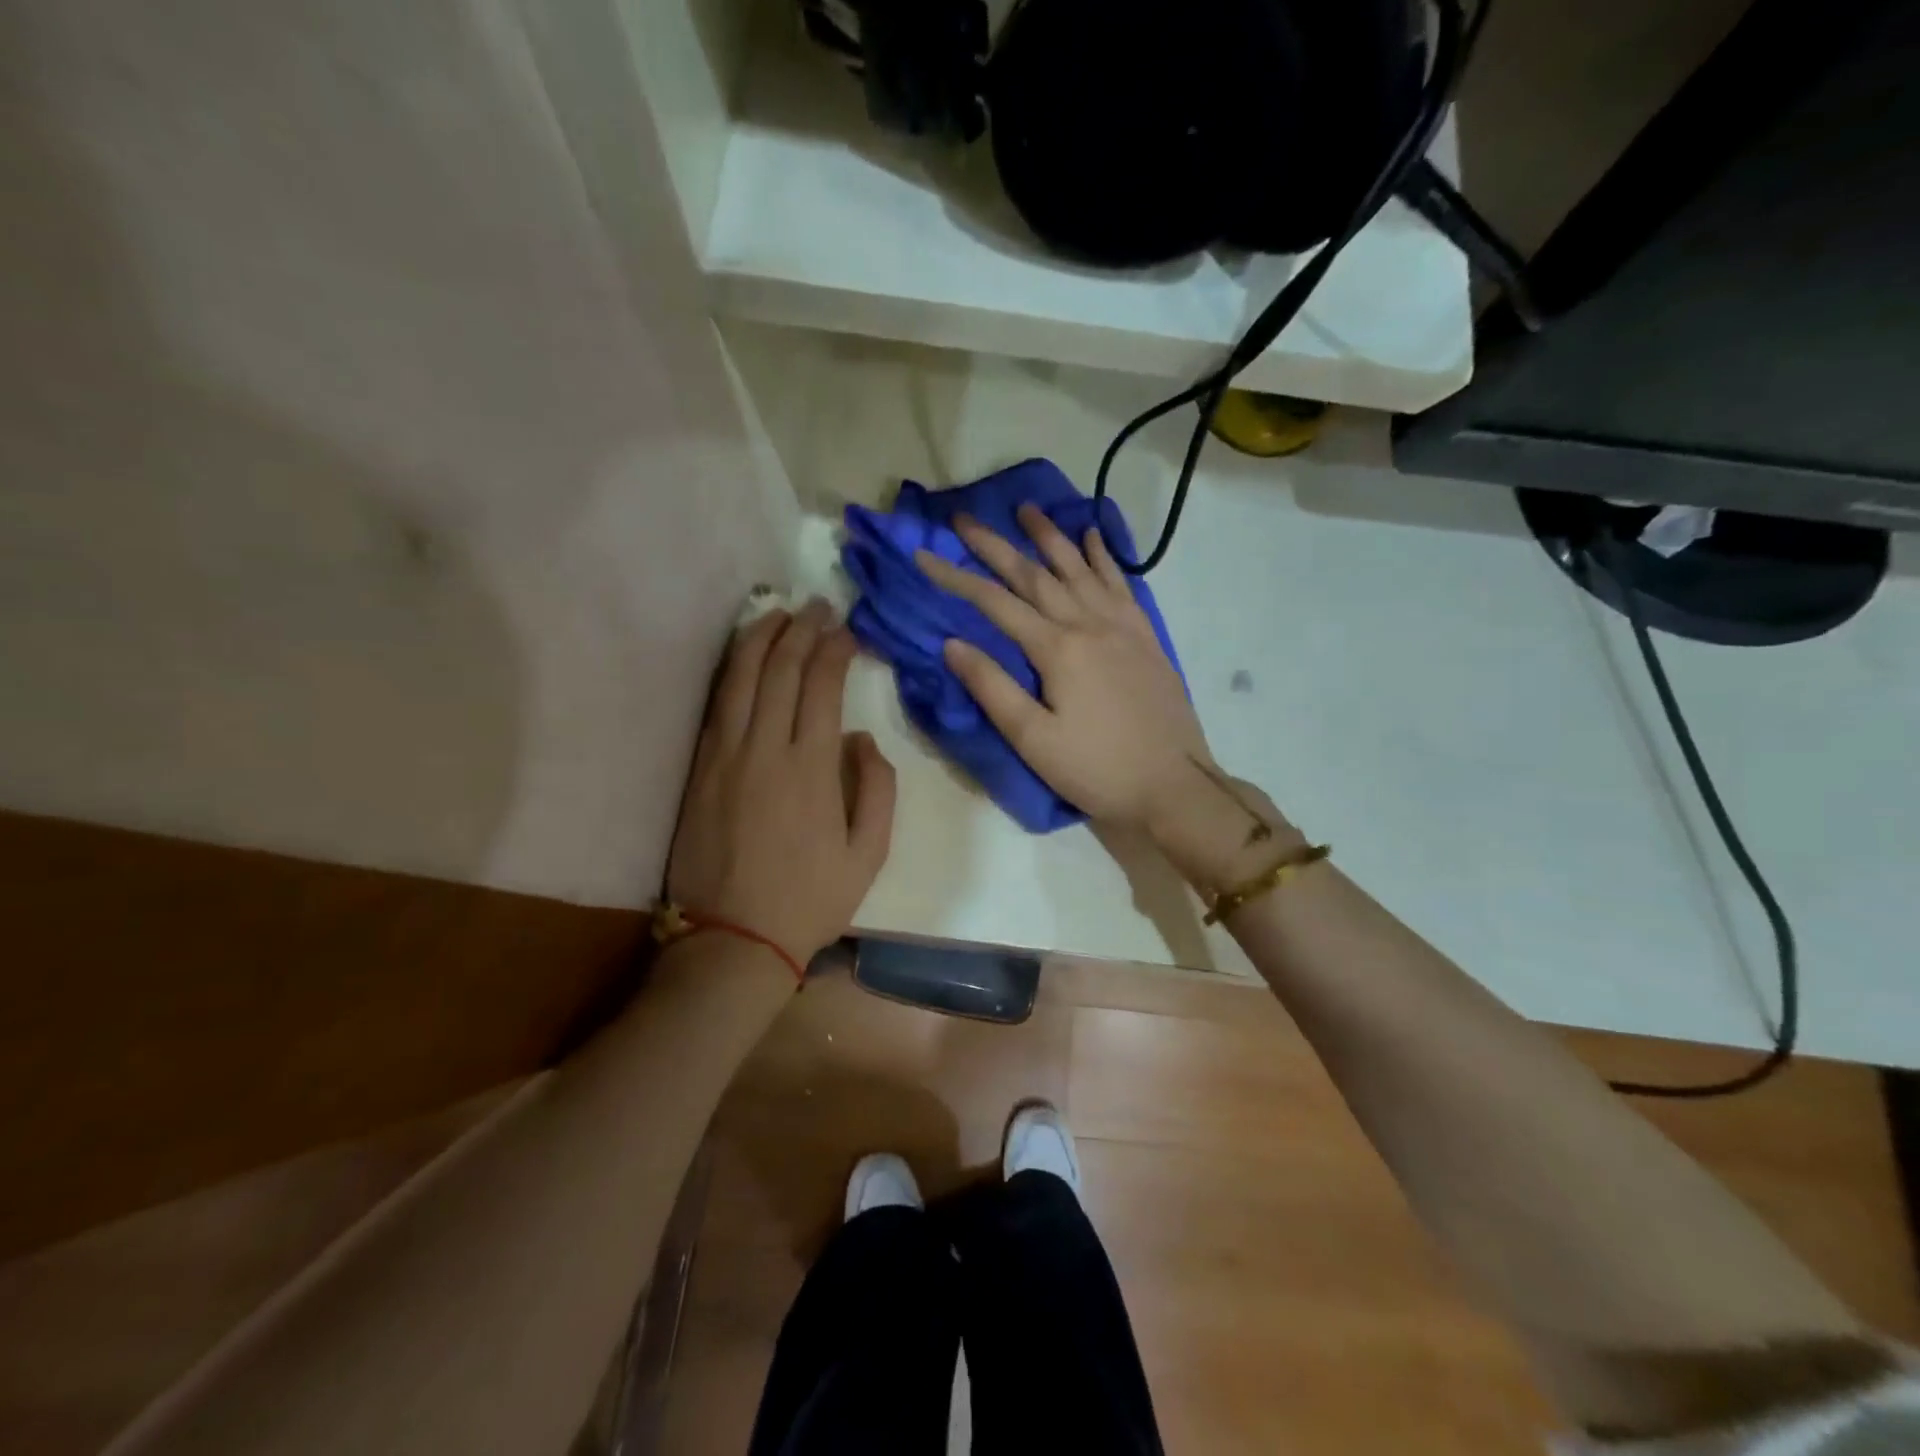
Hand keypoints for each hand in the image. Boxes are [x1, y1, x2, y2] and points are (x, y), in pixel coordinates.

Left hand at [667, 601, 896, 969]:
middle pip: (781, 671)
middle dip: (802, 630)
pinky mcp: (698, 768)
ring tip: (778, 612)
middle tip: (818, 607)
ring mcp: (724, 755)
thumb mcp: (869, 855)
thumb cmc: (810, 899)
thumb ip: (877, 790)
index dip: (835, 650)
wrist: (733, 939)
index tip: (847, 632)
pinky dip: (730, 670)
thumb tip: (862, 738)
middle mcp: (766, 749)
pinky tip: (742, 654)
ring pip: (740, 678)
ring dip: (761, 638)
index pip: (822, 687)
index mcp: (812, 768)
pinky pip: (715, 704)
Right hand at [914, 504, 1212, 831]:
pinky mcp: (1146, 637)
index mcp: (1057, 649)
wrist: (1174, 785)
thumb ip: (993, 688)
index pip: (995, 604)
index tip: (925, 554)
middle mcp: (1089, 624)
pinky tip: (1093, 536)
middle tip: (965, 518)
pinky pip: (1121, 584)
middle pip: (1035, 575)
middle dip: (996, 545)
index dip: (956, 577)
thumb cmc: (1097, 769)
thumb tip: (952, 644)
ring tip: (1027, 509)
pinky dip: (1104, 556)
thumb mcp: (1034, 741)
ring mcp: (1122, 626)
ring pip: (1079, 569)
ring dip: (1050, 537)